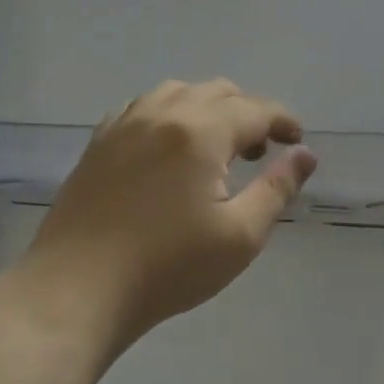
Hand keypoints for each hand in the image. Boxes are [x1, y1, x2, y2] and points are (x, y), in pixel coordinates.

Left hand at [16, 79, 316, 361]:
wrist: (78, 291)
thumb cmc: (169, 267)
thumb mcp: (241, 235)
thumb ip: (277, 188)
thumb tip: (305, 154)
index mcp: (199, 132)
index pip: (255, 110)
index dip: (283, 122)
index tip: (298, 143)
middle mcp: (161, 115)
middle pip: (218, 92)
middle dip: (249, 113)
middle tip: (261, 152)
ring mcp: (124, 125)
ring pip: (177, 92)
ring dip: (209, 109)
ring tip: (217, 146)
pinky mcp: (98, 143)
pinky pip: (143, 108)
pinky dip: (170, 114)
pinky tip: (171, 149)